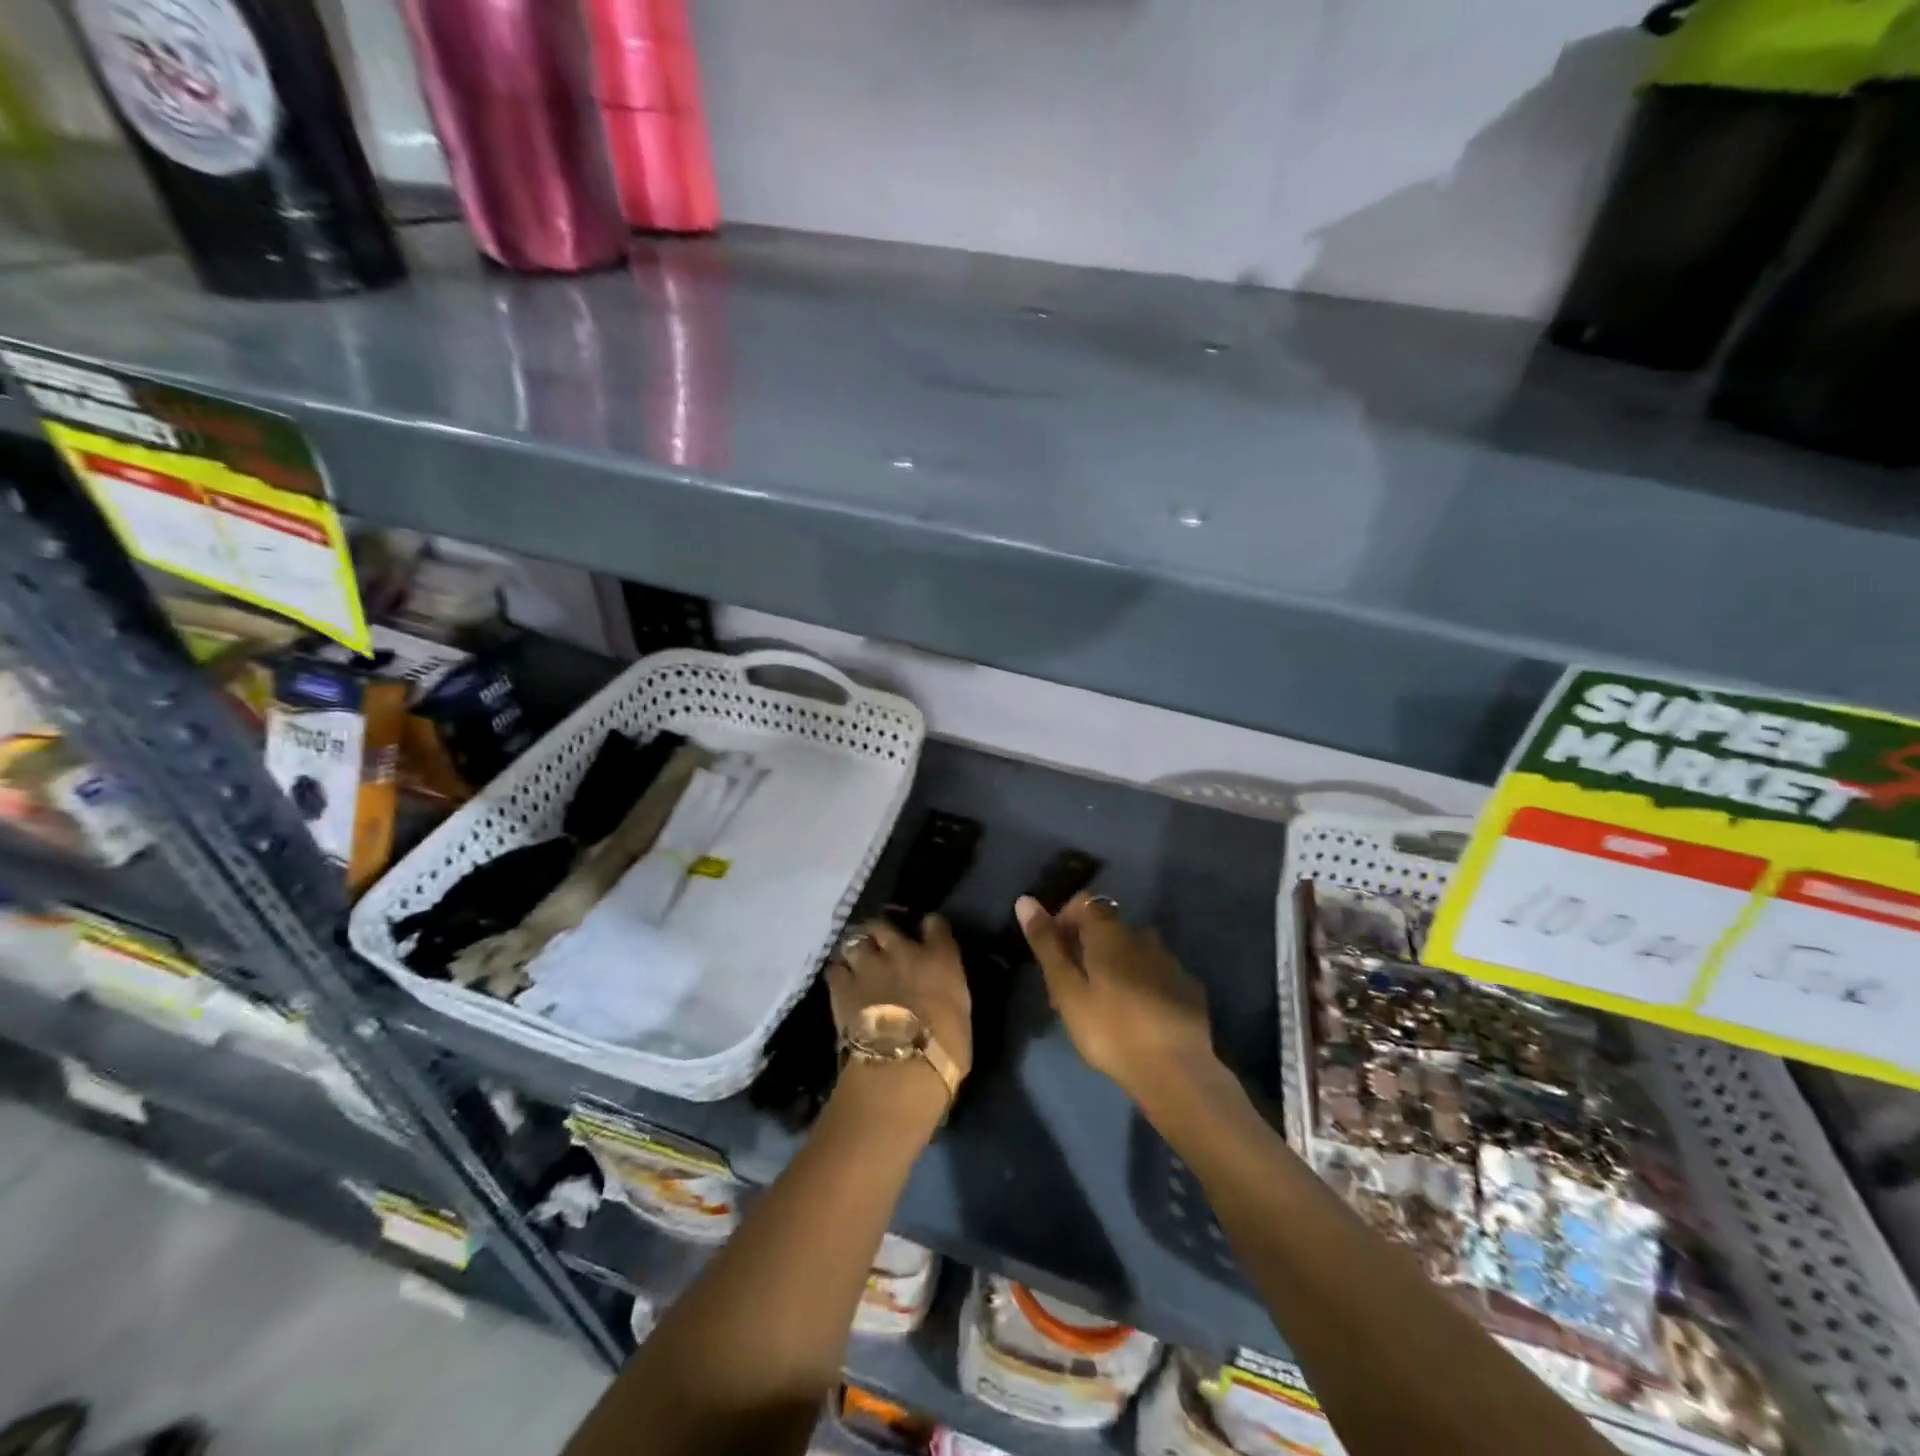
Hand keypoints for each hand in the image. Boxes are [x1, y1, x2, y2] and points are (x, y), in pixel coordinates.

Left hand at [827, 915, 972, 1088]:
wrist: (903, 1068)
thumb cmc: (946, 1050)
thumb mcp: (960, 1013)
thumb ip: (946, 991)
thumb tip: (938, 991)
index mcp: (939, 957)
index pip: (935, 924)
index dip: (930, 927)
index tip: (927, 934)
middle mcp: (903, 951)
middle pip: (885, 924)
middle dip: (881, 931)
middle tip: (881, 943)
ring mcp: (869, 966)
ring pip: (855, 939)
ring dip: (856, 949)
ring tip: (857, 960)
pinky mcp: (842, 986)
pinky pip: (835, 968)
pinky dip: (838, 972)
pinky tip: (841, 981)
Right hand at [1017, 893, 1218, 1103]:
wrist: (1175, 1071)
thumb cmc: (1110, 1029)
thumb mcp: (1067, 990)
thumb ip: (1046, 945)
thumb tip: (1025, 900)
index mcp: (1110, 933)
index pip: (1083, 903)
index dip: (1063, 920)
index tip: (1053, 953)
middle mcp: (1143, 936)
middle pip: (1108, 928)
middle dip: (1087, 947)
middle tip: (1072, 988)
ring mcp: (1170, 961)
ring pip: (1134, 951)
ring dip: (1116, 965)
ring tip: (1104, 1003)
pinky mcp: (1189, 988)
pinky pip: (1157, 974)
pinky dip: (1142, 984)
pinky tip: (1138, 1015)